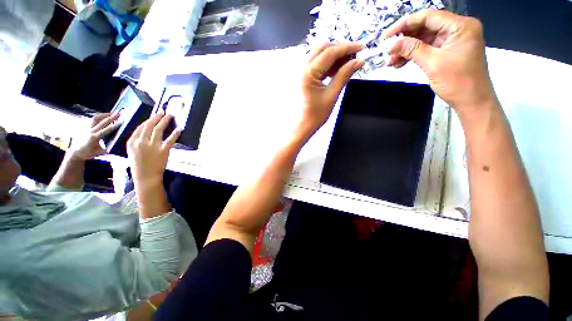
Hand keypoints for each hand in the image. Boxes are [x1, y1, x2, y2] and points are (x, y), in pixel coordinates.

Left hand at [69, 111, 120, 160]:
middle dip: (111, 116)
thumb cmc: (88, 154)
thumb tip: (118, 145)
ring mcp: (87, 128)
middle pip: (102, 121)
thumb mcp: (100, 153)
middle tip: (119, 112)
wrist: (76, 152)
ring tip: (112, 112)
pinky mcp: (86, 127)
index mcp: (94, 138)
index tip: (122, 122)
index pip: (106, 130)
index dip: (114, 125)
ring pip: (96, 118)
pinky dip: (100, 116)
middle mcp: (91, 131)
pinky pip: (93, 120)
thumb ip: (108, 148)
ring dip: (104, 114)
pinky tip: (105, 116)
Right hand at [127, 112, 180, 187]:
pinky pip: (170, 139)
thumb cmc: (139, 165)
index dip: (148, 120)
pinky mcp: (163, 150)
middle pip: (149, 125)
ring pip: (159, 129)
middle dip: (157, 117)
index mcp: (131, 142)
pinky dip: (175, 133)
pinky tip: (179, 128)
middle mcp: (141, 141)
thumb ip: (137, 142)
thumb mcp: (132, 152)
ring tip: (170, 115)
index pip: (141, 127)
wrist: (146, 177)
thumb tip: (146, 133)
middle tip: (163, 111)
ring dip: (165, 121)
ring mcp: (152, 146)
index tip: (154, 115)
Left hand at [299, 42, 363, 136]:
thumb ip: (344, 75)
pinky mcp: (301, 77)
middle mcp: (301, 68)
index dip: (347, 48)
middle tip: (352, 57)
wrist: (302, 126)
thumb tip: (359, 61)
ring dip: (333, 57)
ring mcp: (300, 72)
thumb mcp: (332, 95)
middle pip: (322, 49)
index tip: (361, 47)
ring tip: (346, 65)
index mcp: (307, 73)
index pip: (329, 53)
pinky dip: (326, 64)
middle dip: (339, 50)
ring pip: (318, 55)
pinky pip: (315, 64)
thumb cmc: (315, 115)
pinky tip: (335, 71)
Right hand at [384, 10, 496, 119]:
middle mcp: (457, 29)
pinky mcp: (448, 51)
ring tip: (391, 61)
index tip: (387, 36)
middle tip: (387, 51)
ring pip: (424, 39)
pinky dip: (414, 55)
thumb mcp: (432, 64)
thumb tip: (392, 44)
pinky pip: (428, 49)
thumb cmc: (458, 82)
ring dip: (406, 49)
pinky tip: (400, 62)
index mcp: (460, 26)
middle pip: (425, 27)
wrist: (472, 101)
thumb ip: (412, 50)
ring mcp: (453, 40)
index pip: (428, 17)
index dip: (405, 24)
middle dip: (404, 39)